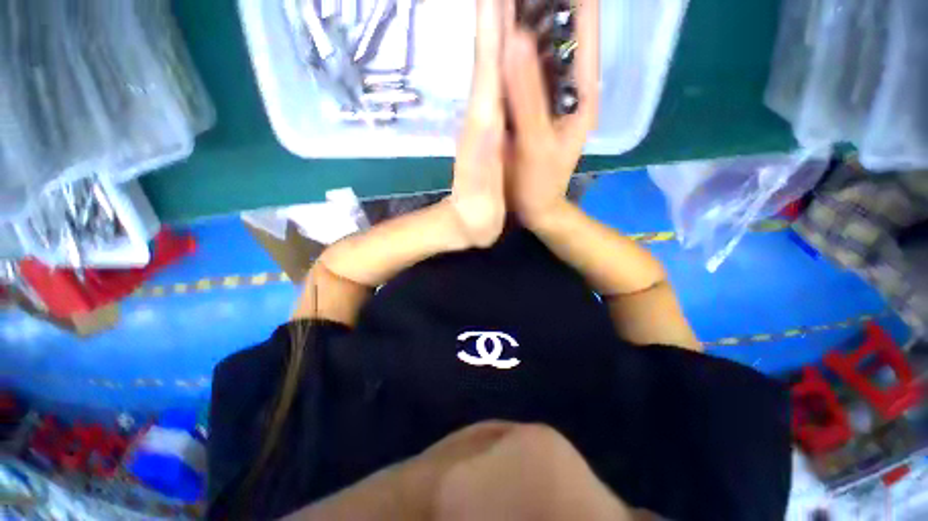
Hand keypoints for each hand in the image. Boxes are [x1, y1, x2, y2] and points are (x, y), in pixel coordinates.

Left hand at [448, 0, 507, 247]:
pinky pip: (501, 89)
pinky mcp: (493, 132)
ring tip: (515, 0)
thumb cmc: (476, 211)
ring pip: (494, 67)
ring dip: (502, 30)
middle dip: (498, 13)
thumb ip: (483, 152)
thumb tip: (491, 109)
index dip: (493, 21)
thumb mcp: (480, 186)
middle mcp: (483, 113)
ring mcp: (487, 122)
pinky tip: (516, 50)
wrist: (466, 224)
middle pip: (489, 55)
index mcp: (483, 122)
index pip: (487, 63)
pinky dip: (507, 63)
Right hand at [503, 0, 599, 227]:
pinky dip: (515, 55)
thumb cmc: (540, 183)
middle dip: (546, 5)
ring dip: (529, 24)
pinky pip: (526, 75)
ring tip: (508, 1)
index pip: (585, 31)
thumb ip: (527, 97)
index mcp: (582, 93)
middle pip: (563, 34)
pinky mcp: (534, 108)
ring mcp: (552, 98)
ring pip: (544, 51)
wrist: (536, 208)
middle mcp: (570, 88)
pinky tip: (501, 37)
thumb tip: (513, 40)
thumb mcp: (536, 143)